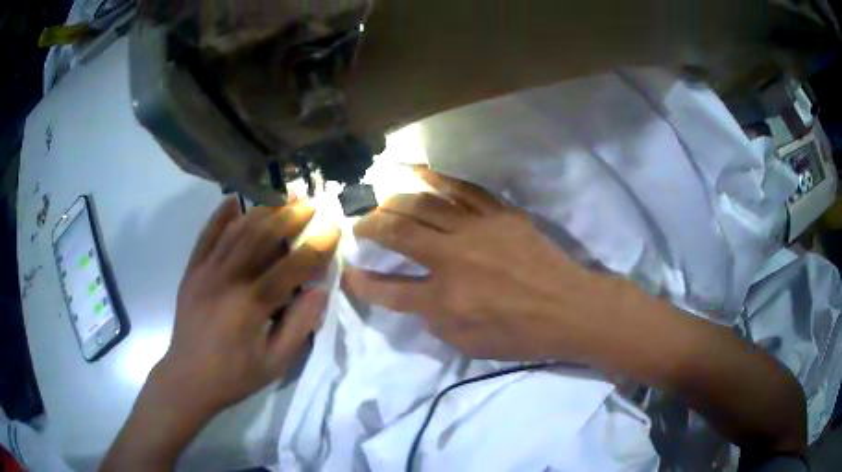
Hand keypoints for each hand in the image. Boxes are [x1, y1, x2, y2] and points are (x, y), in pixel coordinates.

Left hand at [160, 197, 339, 411]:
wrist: (188, 378)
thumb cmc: (235, 375)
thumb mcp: (275, 363)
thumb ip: (299, 325)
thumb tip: (319, 290)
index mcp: (251, 305)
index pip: (291, 267)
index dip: (316, 246)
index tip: (333, 229)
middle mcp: (227, 279)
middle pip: (262, 237)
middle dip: (290, 217)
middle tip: (310, 203)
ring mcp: (206, 271)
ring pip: (236, 231)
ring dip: (261, 212)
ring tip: (281, 200)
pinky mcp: (192, 271)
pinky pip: (206, 236)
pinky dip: (219, 217)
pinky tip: (233, 202)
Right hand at [343, 170, 613, 361]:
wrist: (570, 308)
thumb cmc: (522, 335)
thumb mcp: (470, 345)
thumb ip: (435, 321)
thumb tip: (419, 297)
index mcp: (445, 299)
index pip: (390, 290)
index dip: (362, 284)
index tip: (348, 274)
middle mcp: (453, 259)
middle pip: (398, 234)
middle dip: (370, 228)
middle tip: (359, 226)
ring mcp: (477, 230)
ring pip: (423, 205)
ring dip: (394, 202)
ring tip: (380, 202)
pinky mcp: (499, 214)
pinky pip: (462, 188)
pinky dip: (436, 178)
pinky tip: (418, 173)